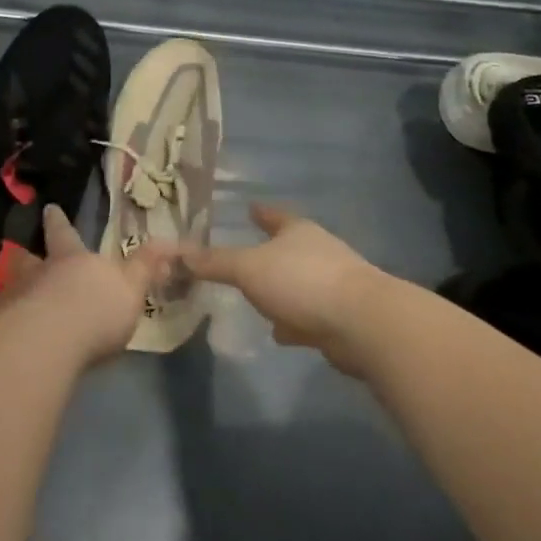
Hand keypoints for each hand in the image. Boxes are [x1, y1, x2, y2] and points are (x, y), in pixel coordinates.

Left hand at [0, 205, 177, 366]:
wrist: (48, 342)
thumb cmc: (95, 310)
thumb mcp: (131, 287)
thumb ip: (145, 267)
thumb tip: (168, 241)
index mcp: (72, 259)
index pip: (65, 234)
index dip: (59, 222)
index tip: (50, 208)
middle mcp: (39, 273)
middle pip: (31, 259)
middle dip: (30, 258)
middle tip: (26, 256)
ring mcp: (15, 299)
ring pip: (14, 287)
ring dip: (17, 290)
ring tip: (16, 298)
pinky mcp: (1, 330)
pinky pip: (3, 321)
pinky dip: (7, 324)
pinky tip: (10, 336)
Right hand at [184, 203, 386, 373]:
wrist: (361, 323)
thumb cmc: (301, 282)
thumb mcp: (249, 268)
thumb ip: (216, 262)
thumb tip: (179, 253)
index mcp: (297, 232)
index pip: (275, 215)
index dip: (261, 212)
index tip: (250, 207)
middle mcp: (318, 252)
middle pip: (289, 248)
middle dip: (270, 252)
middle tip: (247, 256)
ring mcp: (333, 284)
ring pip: (298, 283)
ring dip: (281, 290)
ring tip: (259, 298)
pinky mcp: (340, 317)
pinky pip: (308, 315)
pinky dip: (293, 321)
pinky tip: (281, 333)